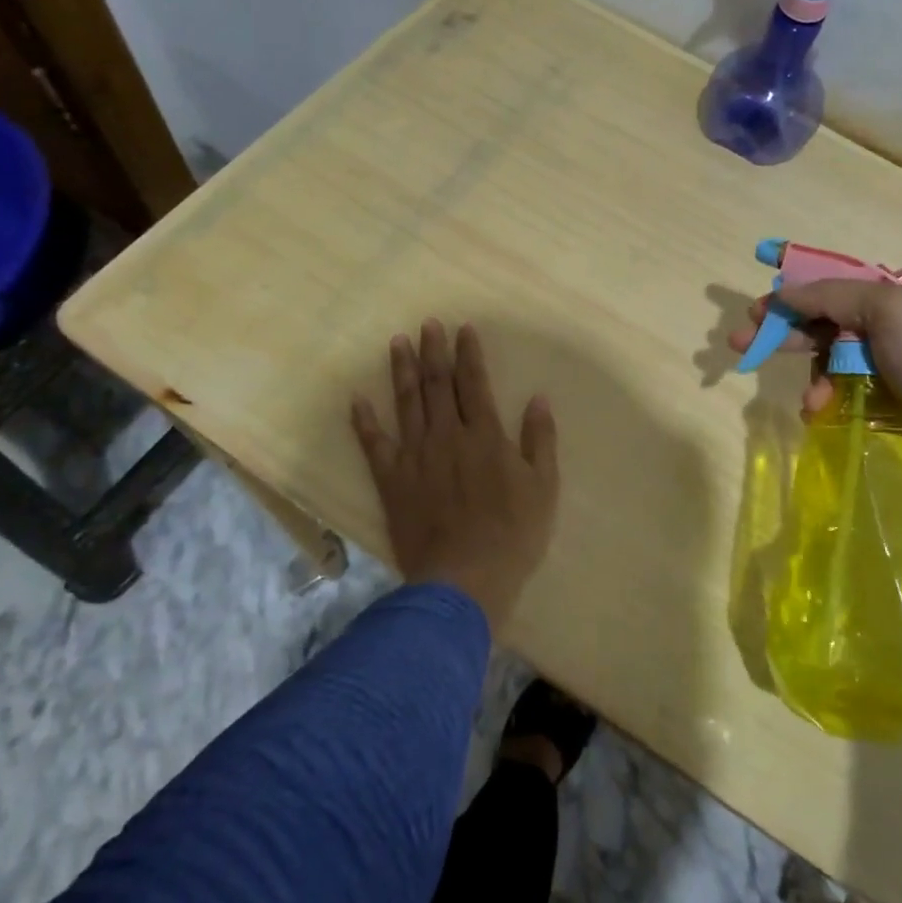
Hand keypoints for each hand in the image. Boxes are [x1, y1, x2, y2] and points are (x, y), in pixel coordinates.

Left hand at [351, 320, 559, 629]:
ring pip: (407, 404)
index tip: (463, 329)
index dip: (469, 353)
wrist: (464, 578)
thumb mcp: (543, 487)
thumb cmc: (512, 534)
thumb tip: (538, 399)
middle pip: (438, 385)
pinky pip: (374, 445)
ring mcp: (416, 457)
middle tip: (428, 324)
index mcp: (485, 436)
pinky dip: (364, 421)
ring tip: (398, 343)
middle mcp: (447, 436)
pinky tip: (357, 399)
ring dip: (403, 371)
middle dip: (434, 351)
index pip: (475, 383)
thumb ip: (540, 440)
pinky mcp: (392, 481)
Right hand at [728, 279, 901, 474]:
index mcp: (888, 298)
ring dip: (812, 377)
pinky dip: (826, 399)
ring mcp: (884, 366)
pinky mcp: (883, 400)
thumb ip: (830, 296)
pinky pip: (840, 392)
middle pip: (821, 324)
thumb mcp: (884, 309)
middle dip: (783, 333)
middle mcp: (885, 327)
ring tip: (811, 399)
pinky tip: (818, 411)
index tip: (756, 306)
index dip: (791, 294)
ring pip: (827, 363)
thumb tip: (784, 293)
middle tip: (741, 344)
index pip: (829, 287)